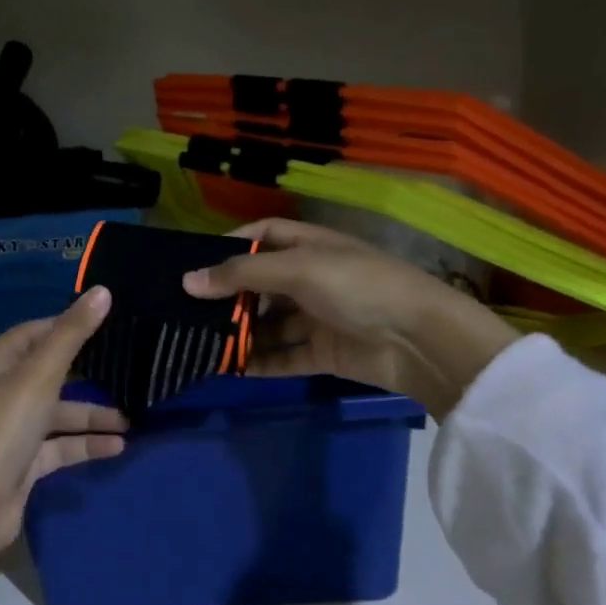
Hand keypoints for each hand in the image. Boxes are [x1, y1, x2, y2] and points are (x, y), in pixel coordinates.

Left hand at [0, 287, 125, 575]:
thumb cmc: (1, 429)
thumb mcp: (39, 376)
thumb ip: (72, 335)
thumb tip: (103, 291)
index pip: (34, 333)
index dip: (66, 325)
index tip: (107, 322)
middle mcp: (4, 393)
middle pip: (51, 374)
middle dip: (88, 372)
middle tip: (129, 366)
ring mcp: (14, 431)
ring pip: (60, 414)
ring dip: (94, 415)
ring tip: (134, 416)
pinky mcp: (25, 465)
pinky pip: (62, 448)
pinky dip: (87, 445)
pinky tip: (119, 446)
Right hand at [182, 219, 518, 413]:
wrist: (419, 340)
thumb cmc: (358, 287)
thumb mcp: (299, 269)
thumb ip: (242, 274)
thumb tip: (187, 281)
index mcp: (311, 246)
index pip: (264, 235)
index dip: (232, 244)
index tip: (195, 263)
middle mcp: (312, 278)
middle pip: (261, 284)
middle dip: (228, 297)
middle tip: (186, 311)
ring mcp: (318, 317)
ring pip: (269, 325)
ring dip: (240, 334)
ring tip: (200, 343)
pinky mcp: (323, 353)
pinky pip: (283, 357)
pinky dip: (259, 363)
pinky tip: (229, 369)